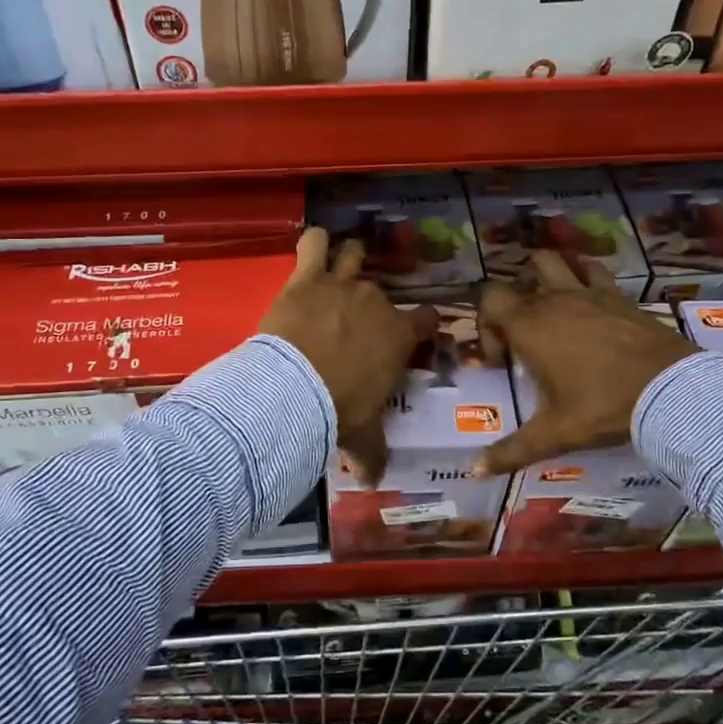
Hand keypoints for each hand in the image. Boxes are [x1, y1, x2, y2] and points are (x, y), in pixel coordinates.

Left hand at [260, 227, 437, 483]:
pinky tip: (313, 245)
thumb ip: (372, 455)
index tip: (415, 332)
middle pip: (383, 292)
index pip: (426, 320)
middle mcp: (376, 303)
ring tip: (341, 268)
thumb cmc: (341, 411)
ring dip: (349, 260)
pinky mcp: (307, 278)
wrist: (297, 391)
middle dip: (374, 304)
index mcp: (399, 336)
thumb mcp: (364, 437)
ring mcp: (342, 285)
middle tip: (356, 321)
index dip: (423, 325)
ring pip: (354, 256)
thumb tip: (374, 481)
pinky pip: (314, 243)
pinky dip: (314, 242)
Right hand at [473, 251, 695, 476]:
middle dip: (513, 300)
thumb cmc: (603, 407)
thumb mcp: (555, 433)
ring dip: (544, 276)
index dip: (486, 325)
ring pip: (554, 262)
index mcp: (530, 327)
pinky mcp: (618, 295)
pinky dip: (584, 274)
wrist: (670, 391)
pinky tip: (589, 296)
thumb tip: (473, 472)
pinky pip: (594, 271)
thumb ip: (511, 451)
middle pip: (518, 277)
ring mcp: (588, 293)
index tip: (502, 361)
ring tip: (550, 306)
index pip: (489, 299)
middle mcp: (554, 300)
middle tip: (524, 334)